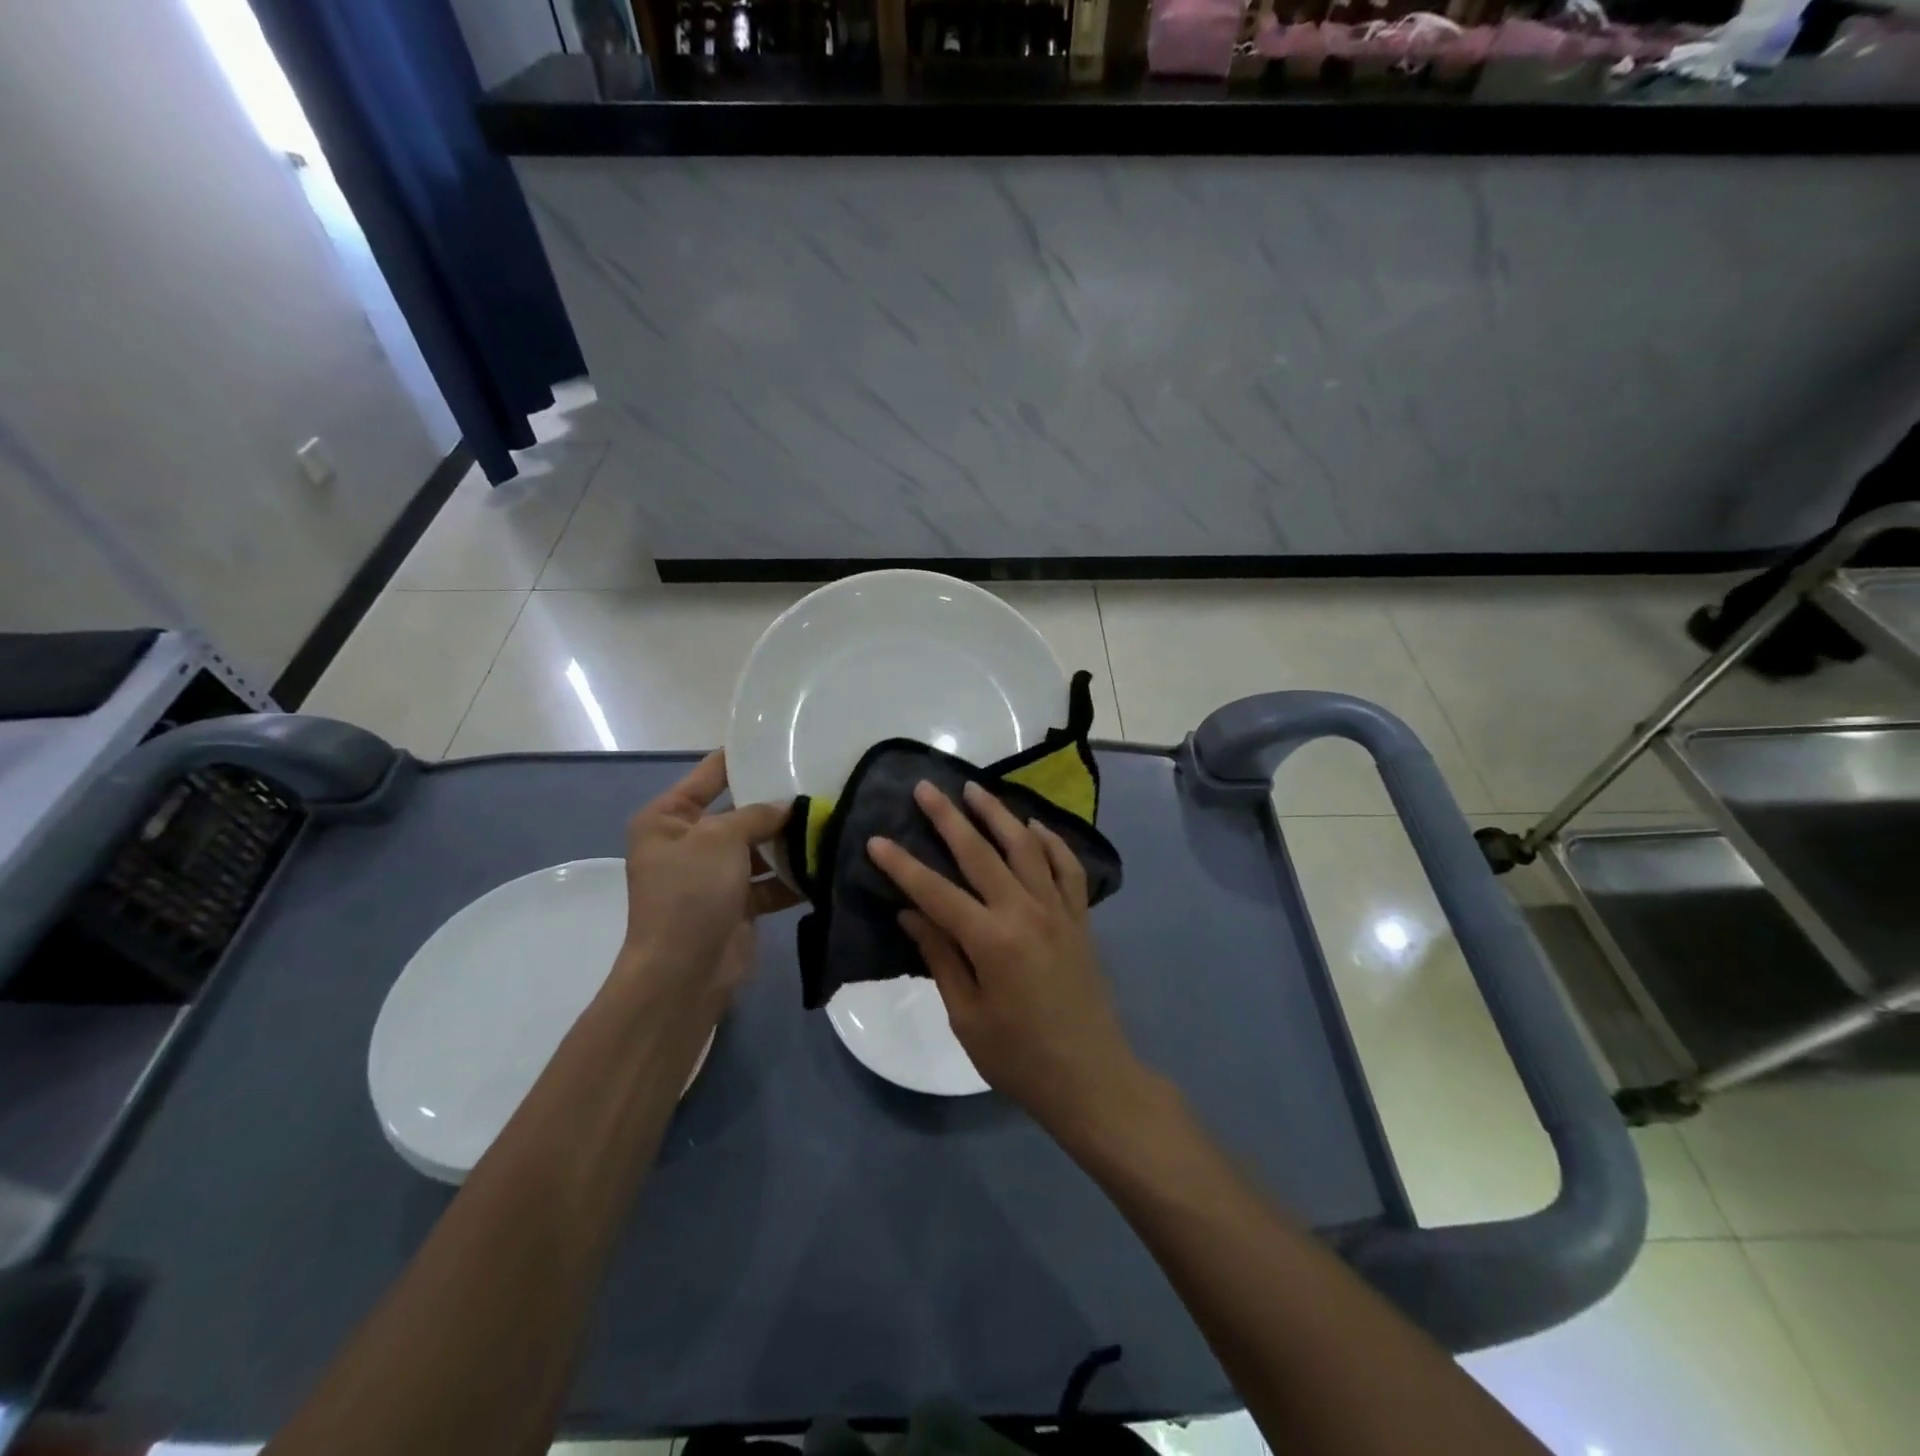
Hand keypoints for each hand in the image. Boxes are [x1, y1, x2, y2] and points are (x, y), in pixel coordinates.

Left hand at [615, 751, 798, 1020]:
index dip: (741, 758)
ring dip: (788, 843)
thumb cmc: (690, 892)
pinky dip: (792, 877)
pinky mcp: (737, 904)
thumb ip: (757, 814)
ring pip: (758, 848)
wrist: (684, 972)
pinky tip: (825, 863)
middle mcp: (688, 843)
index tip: (779, 742)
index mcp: (667, 819)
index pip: (709, 775)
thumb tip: (789, 806)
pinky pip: (769, 881)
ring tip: (830, 822)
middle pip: (739, 813)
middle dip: (776, 805)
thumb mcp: (720, 838)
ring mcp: (712, 876)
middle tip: (820, 784)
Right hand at [867, 781, 1148, 1139]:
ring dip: (998, 814)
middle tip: (926, 788)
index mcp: (992, 940)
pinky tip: (1034, 826)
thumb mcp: (967, 1015)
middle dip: (949, 818)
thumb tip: (910, 912)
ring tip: (974, 789)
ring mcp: (1058, 910)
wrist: (1091, 1077)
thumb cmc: (1019, 1057)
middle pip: (981, 853)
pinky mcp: (1080, 918)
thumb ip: (941, 956)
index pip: (936, 891)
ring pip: (1026, 847)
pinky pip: (1066, 867)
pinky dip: (1051, 841)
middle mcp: (1026, 911)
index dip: (902, 865)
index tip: (875, 839)